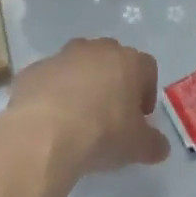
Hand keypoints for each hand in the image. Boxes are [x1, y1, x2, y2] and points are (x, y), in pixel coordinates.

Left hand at [0, 37, 170, 177]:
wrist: (44, 133)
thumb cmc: (102, 133)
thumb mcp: (137, 147)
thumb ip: (154, 144)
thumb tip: (160, 146)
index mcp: (127, 61)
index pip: (147, 68)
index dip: (146, 92)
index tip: (140, 117)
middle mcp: (96, 50)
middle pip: (112, 60)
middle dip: (114, 82)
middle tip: (111, 115)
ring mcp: (62, 56)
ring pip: (79, 65)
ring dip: (81, 84)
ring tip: (78, 117)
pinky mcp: (34, 69)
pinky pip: (50, 78)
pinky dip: (52, 93)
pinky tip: (50, 120)